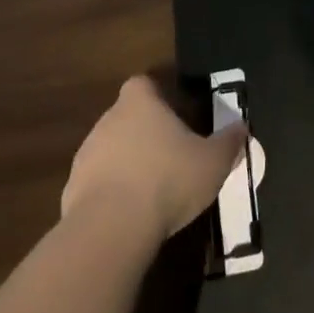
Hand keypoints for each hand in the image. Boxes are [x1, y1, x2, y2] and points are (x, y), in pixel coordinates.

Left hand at [61, 76, 246, 244]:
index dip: (158, 95)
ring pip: (111, 150)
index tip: (176, 113)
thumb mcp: (213, 162)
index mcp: (140, 103)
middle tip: (172, 154)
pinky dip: (112, 193)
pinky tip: (131, 214)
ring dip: (127, 163)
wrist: (110, 229)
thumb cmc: (167, 180)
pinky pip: (97, 183)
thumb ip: (229, 142)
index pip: (143, 83)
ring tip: (153, 188)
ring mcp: (86, 155)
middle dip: (145, 132)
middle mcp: (108, 120)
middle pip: (126, 116)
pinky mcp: (72, 190)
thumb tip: (242, 127)